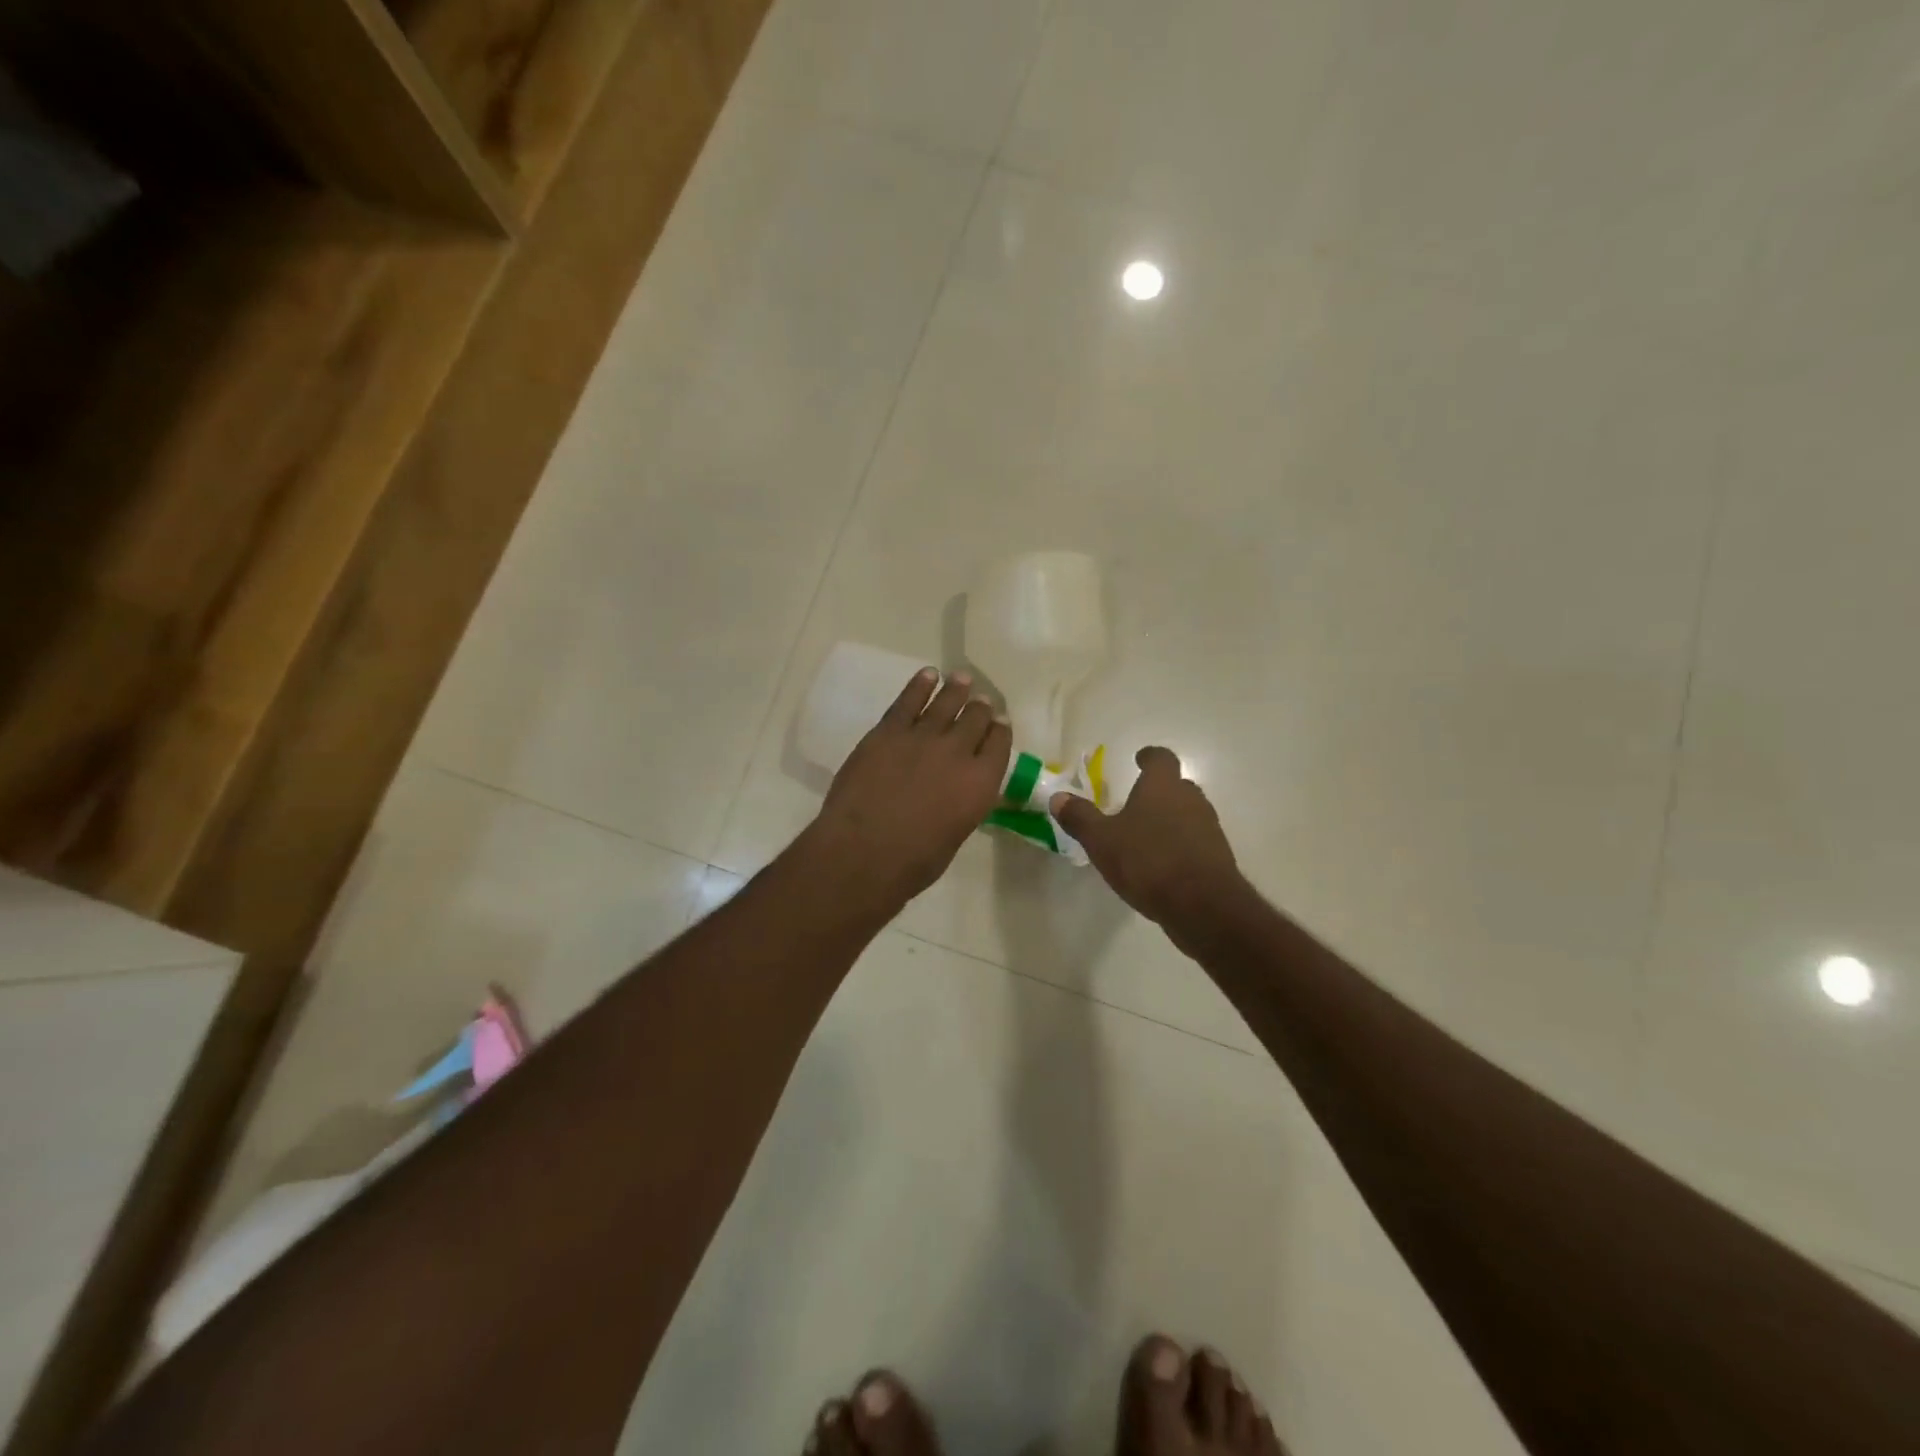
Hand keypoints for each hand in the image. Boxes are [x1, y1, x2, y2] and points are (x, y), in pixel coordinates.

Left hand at [808, 668, 1011, 912]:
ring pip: (946, 703)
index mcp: (981, 784)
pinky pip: (908, 701)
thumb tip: (960, 792)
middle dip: (981, 708)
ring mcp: (922, 737)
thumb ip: (964, 804)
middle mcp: (958, 752)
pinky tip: (927, 675)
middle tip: (982, 701)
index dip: (1000, 731)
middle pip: (976, 719)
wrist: (864, 852)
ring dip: (956, 689)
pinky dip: (920, 685)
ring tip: (961, 679)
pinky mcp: (888, 731)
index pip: (999, 745)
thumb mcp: (955, 834)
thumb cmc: (913, 862)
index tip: (999, 723)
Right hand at [1051, 746, 1246, 938]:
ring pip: (1188, 813)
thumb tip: (1058, 797)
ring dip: (1170, 819)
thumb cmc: (1148, 861)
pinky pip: (1195, 841)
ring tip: (1146, 837)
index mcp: (1163, 786)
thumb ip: (1080, 817)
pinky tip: (1162, 865)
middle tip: (1136, 802)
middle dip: (1158, 791)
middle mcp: (1191, 799)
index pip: (1161, 758)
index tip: (1140, 759)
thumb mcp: (1102, 840)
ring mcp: (1209, 828)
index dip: (1150, 757)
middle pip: (1177, 785)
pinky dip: (1180, 845)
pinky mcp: (1218, 857)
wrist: (1203, 906)